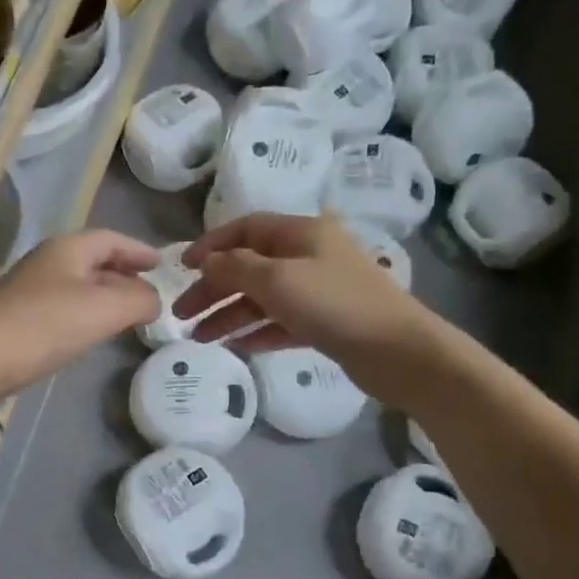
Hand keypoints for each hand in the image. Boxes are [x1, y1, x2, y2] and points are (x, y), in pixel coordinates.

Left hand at [0, 229, 161, 388]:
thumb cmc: (45, 325)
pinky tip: (90, 337)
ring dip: (104, 298)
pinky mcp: (18, 323)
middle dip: (123, 274)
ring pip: (77, 288)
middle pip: (93, 262)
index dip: (139, 250)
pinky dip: (84, 318)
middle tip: (149, 293)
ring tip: (127, 316)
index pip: (111, 239)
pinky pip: (62, 312)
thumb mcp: (105, 309)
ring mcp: (29, 294)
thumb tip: (153, 300)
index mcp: (67, 249)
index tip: (162, 264)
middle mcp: (47, 264)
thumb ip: (139, 300)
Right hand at [174, 214, 429, 361]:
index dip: (210, 245)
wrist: (397, 350)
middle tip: (181, 314)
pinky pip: (281, 321)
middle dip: (213, 289)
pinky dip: (256, 330)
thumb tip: (208, 262)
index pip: (245, 229)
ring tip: (200, 338)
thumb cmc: (334, 304)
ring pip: (262, 297)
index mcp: (301, 233)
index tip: (182, 268)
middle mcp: (309, 255)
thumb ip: (235, 267)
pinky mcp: (326, 322)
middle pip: (249, 266)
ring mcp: (319, 289)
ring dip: (229, 315)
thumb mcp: (276, 280)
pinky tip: (235, 345)